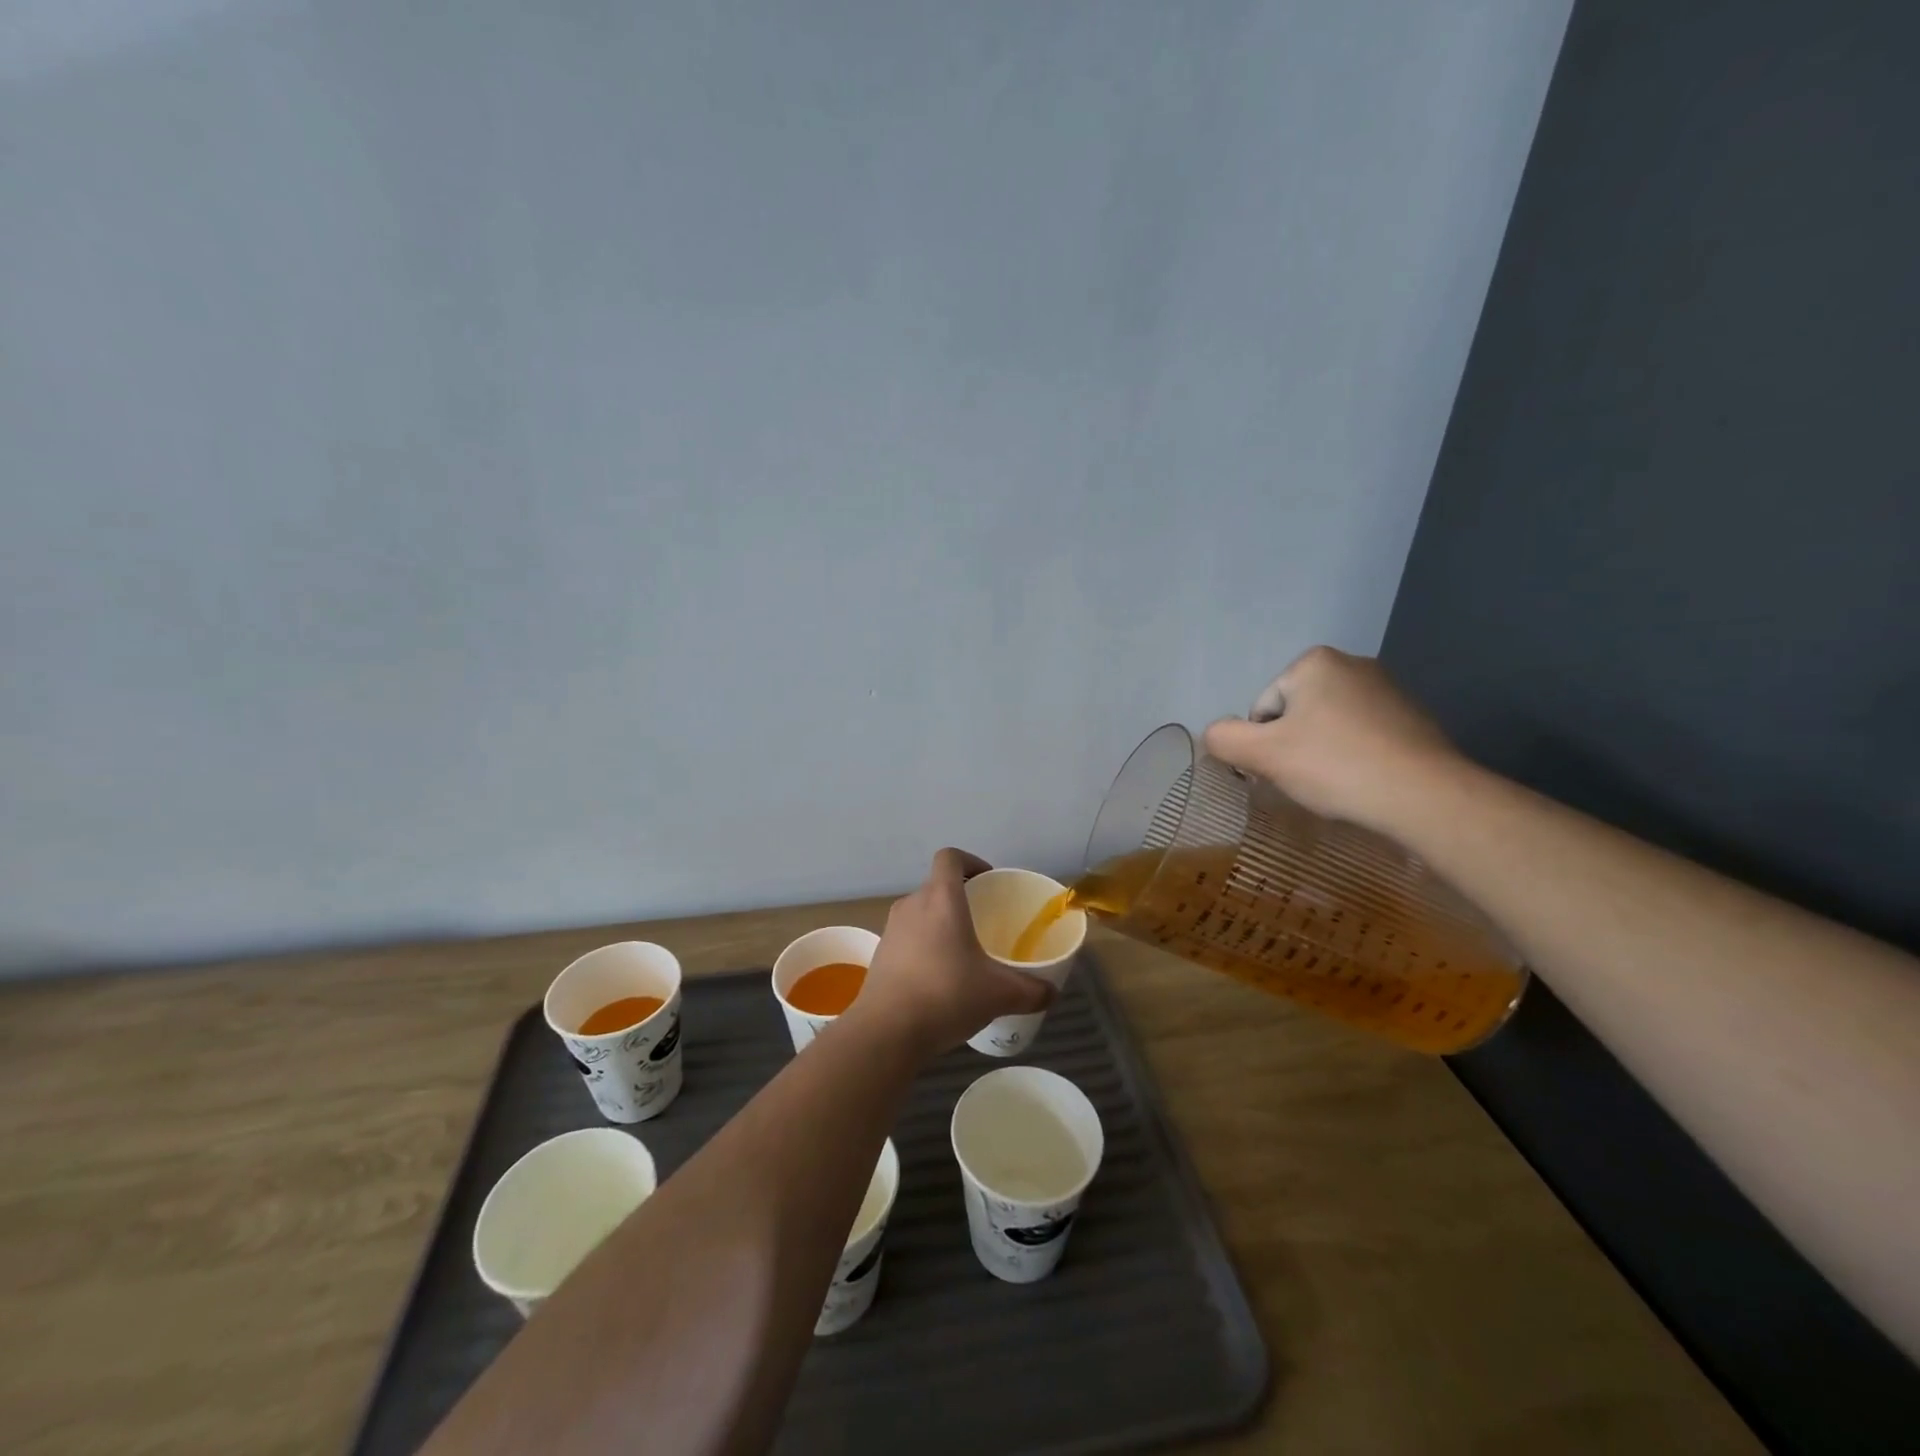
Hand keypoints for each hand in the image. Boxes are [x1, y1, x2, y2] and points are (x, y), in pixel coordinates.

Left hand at [849, 849, 1053, 1056]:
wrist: (886, 1031)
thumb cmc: (946, 995)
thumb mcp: (999, 994)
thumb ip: (1031, 990)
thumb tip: (1052, 993)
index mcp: (941, 898)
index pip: (950, 857)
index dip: (970, 862)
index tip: (988, 882)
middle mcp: (912, 905)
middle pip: (937, 886)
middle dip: (961, 899)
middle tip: (984, 924)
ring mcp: (892, 929)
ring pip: (921, 913)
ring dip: (941, 925)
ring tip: (963, 954)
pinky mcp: (880, 955)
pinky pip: (908, 938)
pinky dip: (924, 947)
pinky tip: (940, 980)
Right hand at [1202, 646, 1463, 834]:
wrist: (1424, 795)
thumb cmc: (1335, 766)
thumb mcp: (1262, 755)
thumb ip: (1224, 739)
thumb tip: (1215, 734)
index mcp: (1313, 663)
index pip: (1262, 710)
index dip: (1263, 745)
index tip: (1283, 771)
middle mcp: (1352, 664)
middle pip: (1295, 715)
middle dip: (1293, 747)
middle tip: (1306, 779)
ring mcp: (1388, 690)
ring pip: (1328, 727)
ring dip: (1322, 754)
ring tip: (1336, 784)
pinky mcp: (1413, 717)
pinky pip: (1362, 737)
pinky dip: (1354, 758)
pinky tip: (1363, 782)